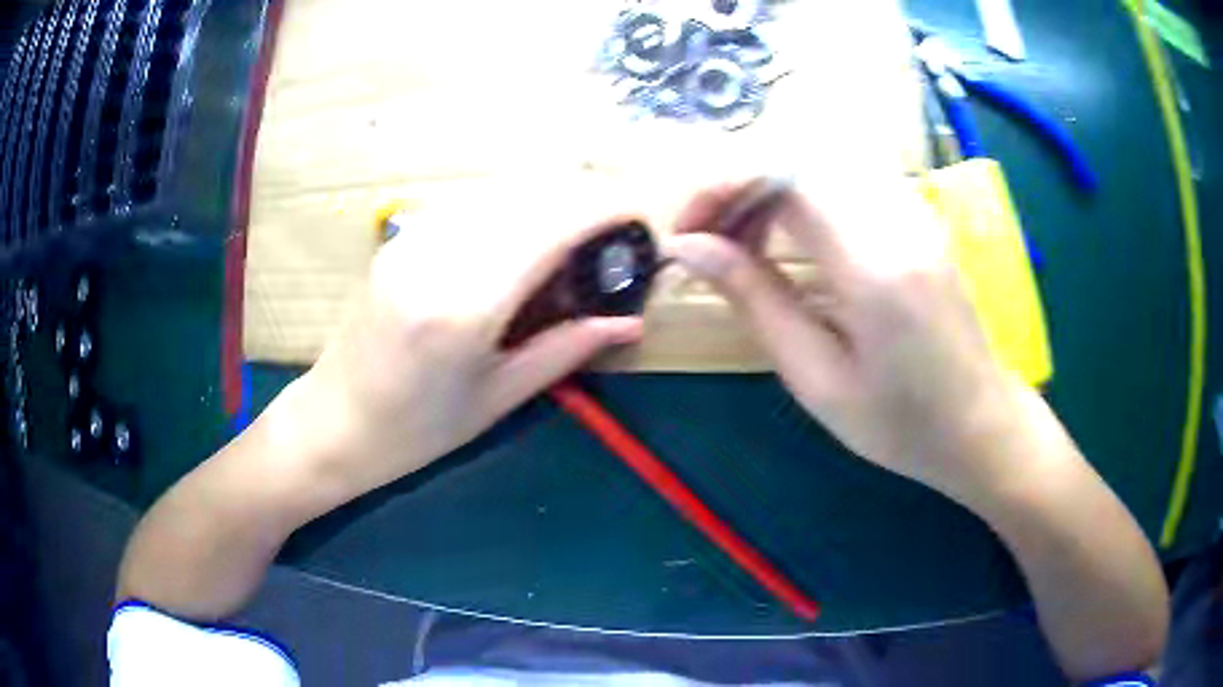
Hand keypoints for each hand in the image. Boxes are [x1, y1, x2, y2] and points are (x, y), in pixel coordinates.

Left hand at [298, 188, 644, 498]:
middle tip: (616, 227)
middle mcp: (438, 256)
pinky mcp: (400, 237)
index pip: (551, 227)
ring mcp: (413, 240)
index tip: (639, 216)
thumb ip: (565, 349)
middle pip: (530, 195)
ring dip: (550, 198)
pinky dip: (513, 207)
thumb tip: (629, 322)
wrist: (332, 422)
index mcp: (465, 307)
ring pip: (501, 191)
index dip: (604, 209)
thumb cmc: (417, 431)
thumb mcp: (497, 399)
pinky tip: (526, 235)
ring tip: (579, 231)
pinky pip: (472, 204)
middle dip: (584, 197)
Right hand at [666, 177, 1032, 500]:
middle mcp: (896, 218)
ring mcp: (912, 210)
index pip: (784, 172)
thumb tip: (690, 248)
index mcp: (873, 266)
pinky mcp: (915, 215)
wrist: (981, 424)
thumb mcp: (817, 379)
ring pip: (817, 159)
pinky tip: (787, 240)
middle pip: (796, 154)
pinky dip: (797, 195)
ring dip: (764, 189)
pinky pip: (842, 178)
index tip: (686, 235)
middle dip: (734, 185)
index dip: (720, 186)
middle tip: (706, 243)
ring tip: (740, 244)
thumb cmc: (901, 423)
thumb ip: (755, 300)